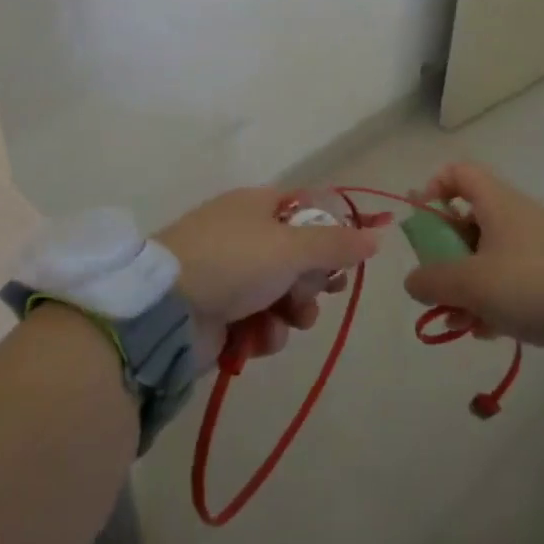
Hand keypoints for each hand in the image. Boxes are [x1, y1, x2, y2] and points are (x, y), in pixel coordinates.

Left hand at [158, 188, 381, 364]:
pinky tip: (260, 337)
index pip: (306, 211)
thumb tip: (377, 236)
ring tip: (289, 320)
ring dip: (293, 311)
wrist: (166, 310)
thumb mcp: (291, 247)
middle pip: (299, 257)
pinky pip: (260, 321)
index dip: (331, 233)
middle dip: (312, 282)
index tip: (348, 258)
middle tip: (318, 293)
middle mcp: (244, 236)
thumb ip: (337, 243)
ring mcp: (230, 275)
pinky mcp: (221, 313)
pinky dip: (266, 331)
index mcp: (256, 206)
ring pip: (283, 294)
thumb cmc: (233, 262)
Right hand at [405, 163, 543, 347]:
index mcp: (497, 203)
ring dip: (466, 286)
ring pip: (488, 257)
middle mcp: (517, 216)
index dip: (434, 188)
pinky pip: (512, 279)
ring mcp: (538, 246)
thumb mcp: (471, 283)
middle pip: (468, 222)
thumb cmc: (531, 284)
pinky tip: (487, 331)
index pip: (458, 173)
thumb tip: (413, 280)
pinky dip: (493, 299)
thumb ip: (433, 280)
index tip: (422, 220)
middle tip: (434, 286)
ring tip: (456, 321)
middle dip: (445, 256)